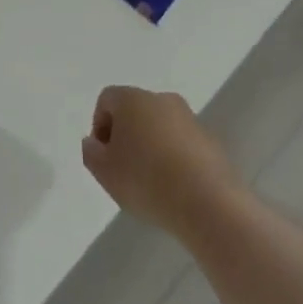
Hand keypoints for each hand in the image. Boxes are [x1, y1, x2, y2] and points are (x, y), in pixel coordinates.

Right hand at [82, 85, 239, 236]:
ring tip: (150, 182)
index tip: (104, 156)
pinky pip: (182, 144)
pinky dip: (173, 158)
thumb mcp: (104, 171)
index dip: (99, 126)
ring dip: (151, 147)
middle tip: (123, 169)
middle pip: (135, 111)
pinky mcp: (211, 141)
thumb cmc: (146, 181)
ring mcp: (190, 119)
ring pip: (160, 127)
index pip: (107, 100)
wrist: (208, 204)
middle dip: (126, 135)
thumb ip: (91, 152)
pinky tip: (174, 186)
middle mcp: (163, 100)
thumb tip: (94, 142)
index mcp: (133, 99)